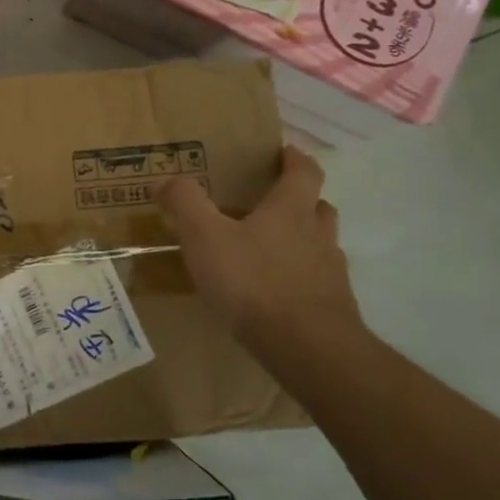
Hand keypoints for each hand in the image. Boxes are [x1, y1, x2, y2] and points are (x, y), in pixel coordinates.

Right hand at [158, 146, 363, 352]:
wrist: (307, 348)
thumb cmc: (254, 282)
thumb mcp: (205, 237)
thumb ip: (185, 203)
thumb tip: (165, 179)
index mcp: (291, 210)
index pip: (304, 172)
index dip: (295, 159)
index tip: (285, 152)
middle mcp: (317, 235)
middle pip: (318, 207)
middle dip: (300, 201)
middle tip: (272, 203)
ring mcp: (330, 273)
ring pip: (321, 245)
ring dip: (303, 241)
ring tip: (271, 251)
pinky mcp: (333, 308)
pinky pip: (318, 283)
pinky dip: (301, 280)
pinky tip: (276, 294)